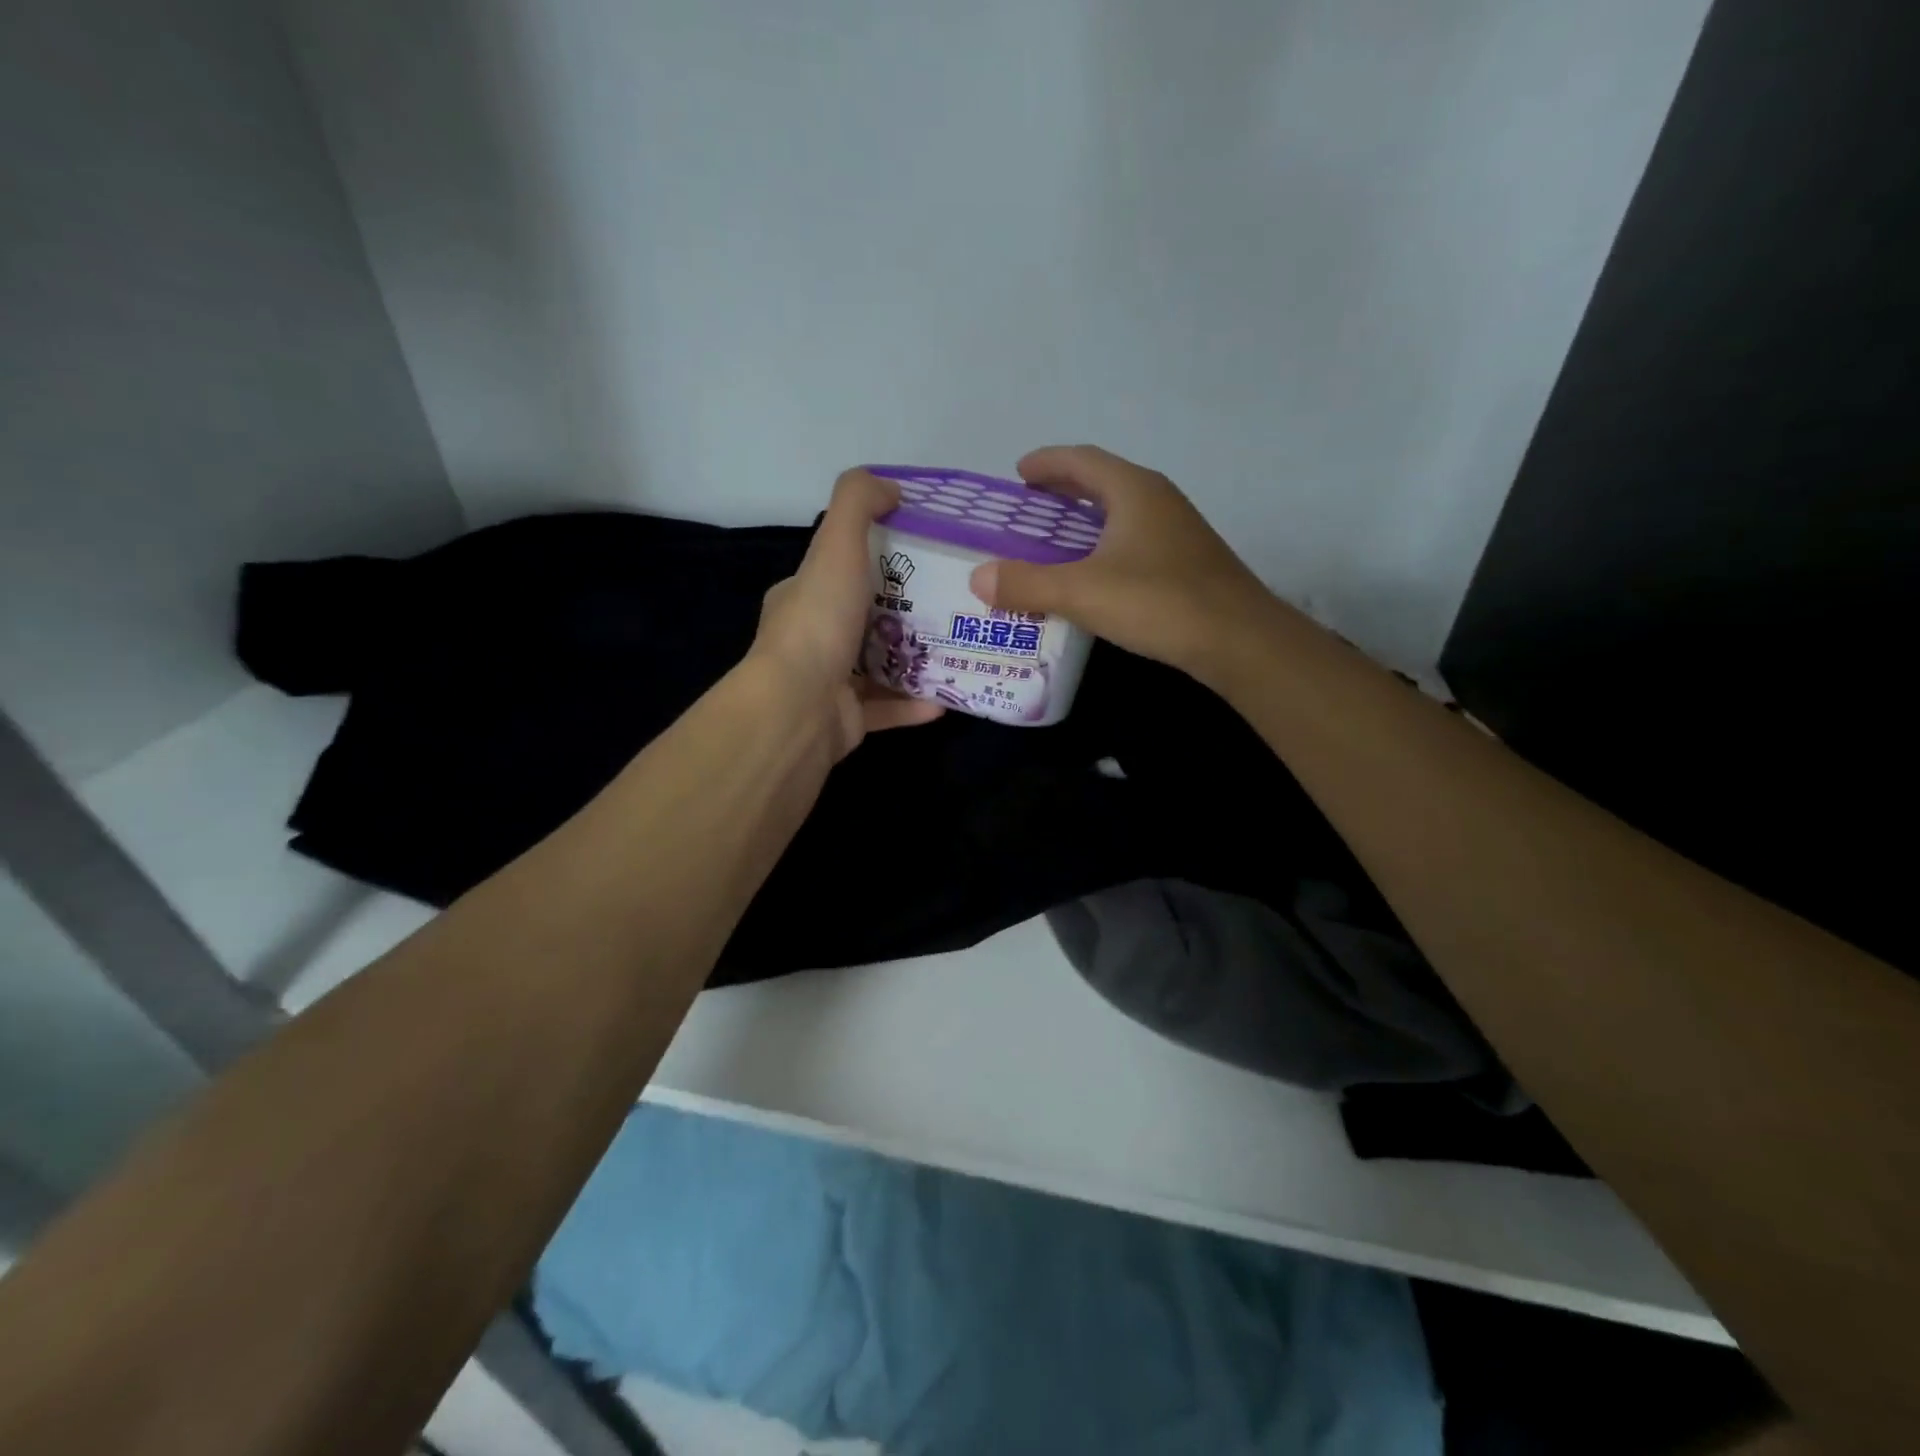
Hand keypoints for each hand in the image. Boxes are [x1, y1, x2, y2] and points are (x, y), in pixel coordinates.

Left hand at [749, 468, 942, 759]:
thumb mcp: (835, 546)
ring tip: (958, 649)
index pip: (840, 570)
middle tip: (953, 604)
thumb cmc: (819, 623)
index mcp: (803, 598)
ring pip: (879, 668)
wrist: (799, 708)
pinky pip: (887, 710)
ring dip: (915, 661)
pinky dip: (915, 704)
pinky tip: (948, 698)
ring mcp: (828, 684)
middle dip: (906, 613)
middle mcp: (813, 640)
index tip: (924, 557)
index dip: (878, 560)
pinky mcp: (847, 722)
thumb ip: (858, 504)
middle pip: (866, 620)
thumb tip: (891, 487)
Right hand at [968, 446, 1276, 678]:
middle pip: (1103, 482)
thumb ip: (1026, 584)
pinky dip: (1106, 545)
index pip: (1082, 460)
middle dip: (1064, 489)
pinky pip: (1135, 539)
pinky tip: (1096, 575)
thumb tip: (978, 578)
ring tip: (1055, 540)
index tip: (1018, 473)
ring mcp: (1178, 531)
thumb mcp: (1082, 592)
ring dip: (1086, 519)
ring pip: (1121, 512)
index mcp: (1133, 490)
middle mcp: (1158, 500)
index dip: (1047, 463)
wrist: (1238, 640)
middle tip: (1029, 506)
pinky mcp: (1188, 562)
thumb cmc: (1158, 602)